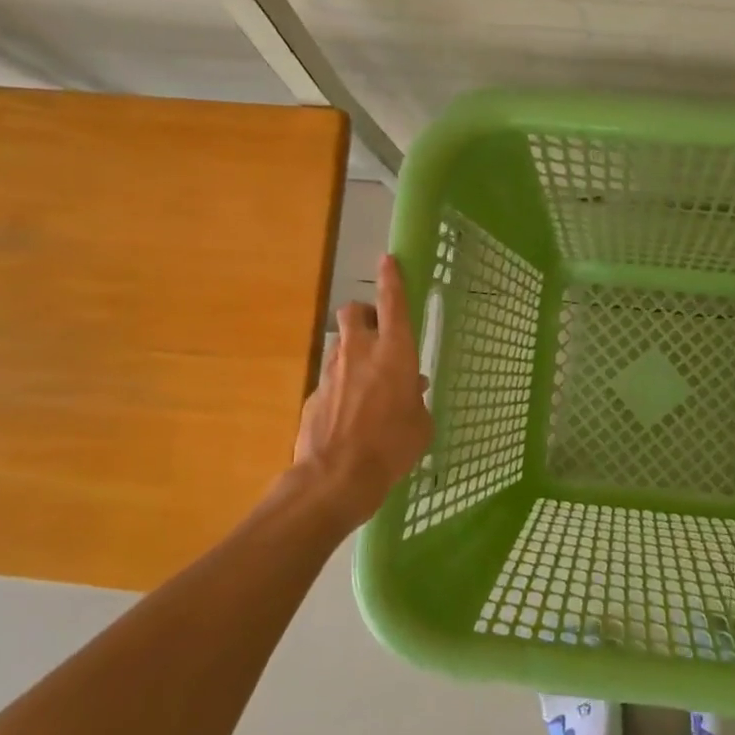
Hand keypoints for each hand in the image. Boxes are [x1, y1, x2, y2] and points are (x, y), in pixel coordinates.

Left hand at [295, 255, 433, 527]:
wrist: (337, 475)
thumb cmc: (393, 446)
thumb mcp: (421, 424)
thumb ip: (416, 399)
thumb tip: (412, 387)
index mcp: (395, 352)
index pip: (393, 303)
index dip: (392, 278)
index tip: (389, 259)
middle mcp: (360, 352)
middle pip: (354, 311)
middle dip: (364, 313)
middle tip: (376, 331)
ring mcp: (332, 371)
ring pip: (340, 342)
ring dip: (352, 349)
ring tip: (365, 377)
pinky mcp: (314, 393)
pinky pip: (330, 377)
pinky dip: (341, 384)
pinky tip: (349, 410)